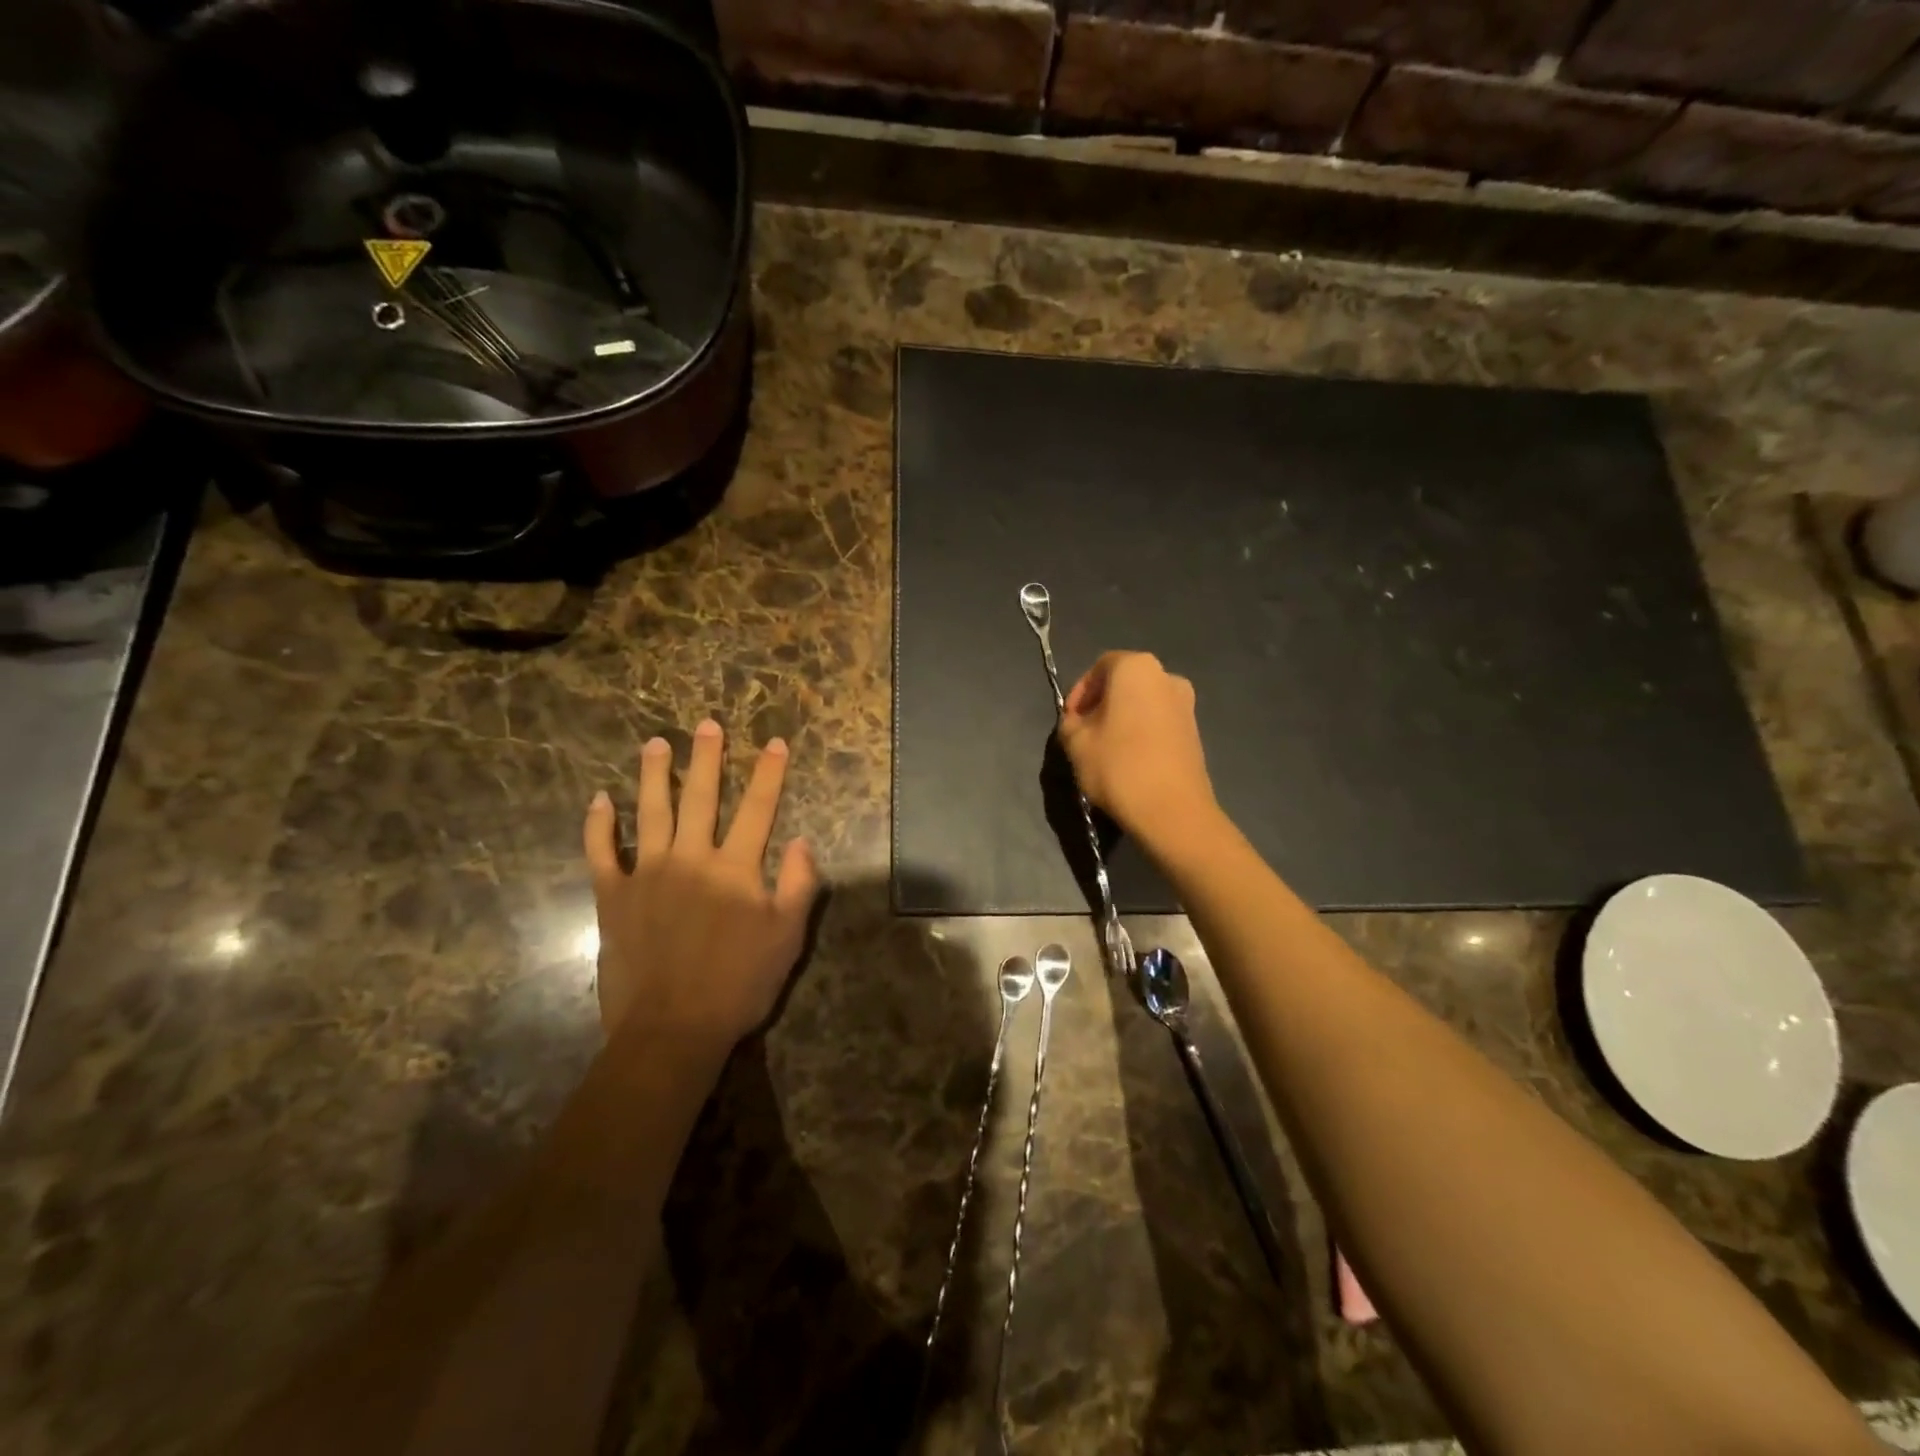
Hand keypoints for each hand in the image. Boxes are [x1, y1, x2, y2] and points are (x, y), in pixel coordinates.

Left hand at [583, 720, 820, 1050]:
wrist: (671, 1029)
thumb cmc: (739, 985)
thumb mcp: (788, 938)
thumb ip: (799, 885)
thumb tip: (802, 841)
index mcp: (736, 868)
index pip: (758, 808)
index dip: (768, 773)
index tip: (774, 742)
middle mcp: (691, 858)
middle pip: (701, 797)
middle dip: (708, 758)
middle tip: (706, 725)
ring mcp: (647, 874)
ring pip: (650, 812)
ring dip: (654, 775)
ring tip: (655, 743)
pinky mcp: (612, 897)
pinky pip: (601, 852)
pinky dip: (598, 825)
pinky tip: (599, 799)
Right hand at [1058, 651, 1216, 845]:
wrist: (1172, 811)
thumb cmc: (1118, 766)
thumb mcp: (1076, 743)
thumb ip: (1070, 723)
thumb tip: (1077, 723)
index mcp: (1136, 668)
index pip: (1099, 667)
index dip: (1079, 692)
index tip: (1069, 719)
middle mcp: (1167, 676)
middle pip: (1124, 683)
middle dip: (1101, 704)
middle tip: (1083, 732)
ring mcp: (1186, 704)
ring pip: (1142, 703)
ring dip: (1121, 719)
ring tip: (1104, 749)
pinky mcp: (1195, 732)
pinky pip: (1158, 722)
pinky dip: (1140, 732)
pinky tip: (1128, 760)